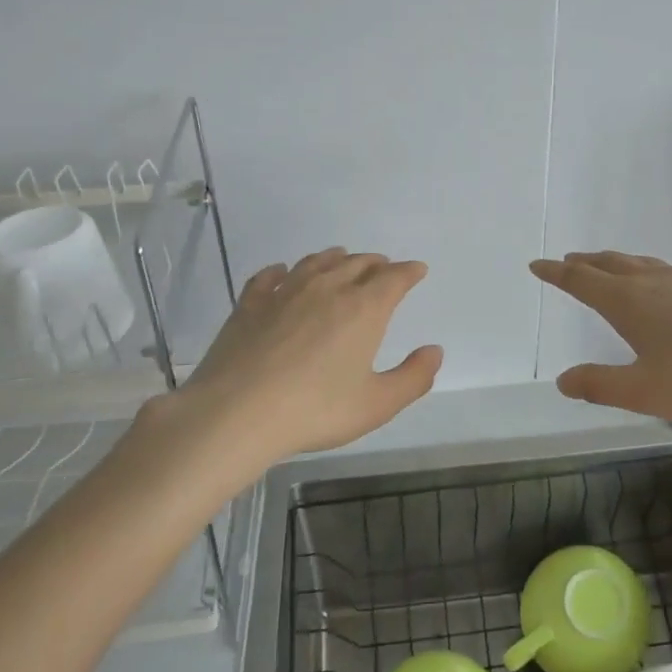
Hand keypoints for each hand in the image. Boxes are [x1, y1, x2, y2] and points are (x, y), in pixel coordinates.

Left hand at [129, 248, 442, 490]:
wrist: (237, 412)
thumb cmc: (315, 410)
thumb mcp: (377, 404)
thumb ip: (413, 377)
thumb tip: (434, 351)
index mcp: (363, 308)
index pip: (394, 278)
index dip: (409, 272)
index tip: (417, 270)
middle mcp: (327, 288)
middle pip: (357, 263)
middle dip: (376, 263)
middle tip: (383, 268)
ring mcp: (285, 292)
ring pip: (316, 262)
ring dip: (335, 258)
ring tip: (342, 258)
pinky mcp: (250, 303)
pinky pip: (270, 276)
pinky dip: (283, 270)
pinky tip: (282, 272)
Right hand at [532, 251, 671, 424]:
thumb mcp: (645, 392)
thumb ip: (600, 385)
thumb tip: (563, 380)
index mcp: (629, 302)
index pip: (582, 281)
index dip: (557, 273)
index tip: (537, 265)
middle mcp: (653, 284)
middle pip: (609, 264)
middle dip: (583, 263)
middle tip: (565, 263)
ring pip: (637, 264)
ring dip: (611, 263)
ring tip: (602, 267)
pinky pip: (659, 270)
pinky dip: (639, 270)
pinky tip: (653, 285)